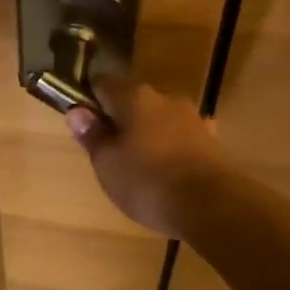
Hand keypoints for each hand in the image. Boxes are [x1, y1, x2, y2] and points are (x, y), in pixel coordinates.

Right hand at [65, 77, 225, 238]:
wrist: (213, 205)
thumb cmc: (148, 181)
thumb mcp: (107, 163)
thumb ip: (92, 135)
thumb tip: (77, 111)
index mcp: (134, 97)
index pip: (102, 84)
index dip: (88, 101)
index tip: (82, 124)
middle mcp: (164, 98)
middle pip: (133, 101)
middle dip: (120, 120)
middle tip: (108, 152)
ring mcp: (192, 118)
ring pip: (159, 120)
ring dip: (147, 135)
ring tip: (138, 166)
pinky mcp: (211, 141)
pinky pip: (180, 139)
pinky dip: (170, 149)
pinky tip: (168, 171)